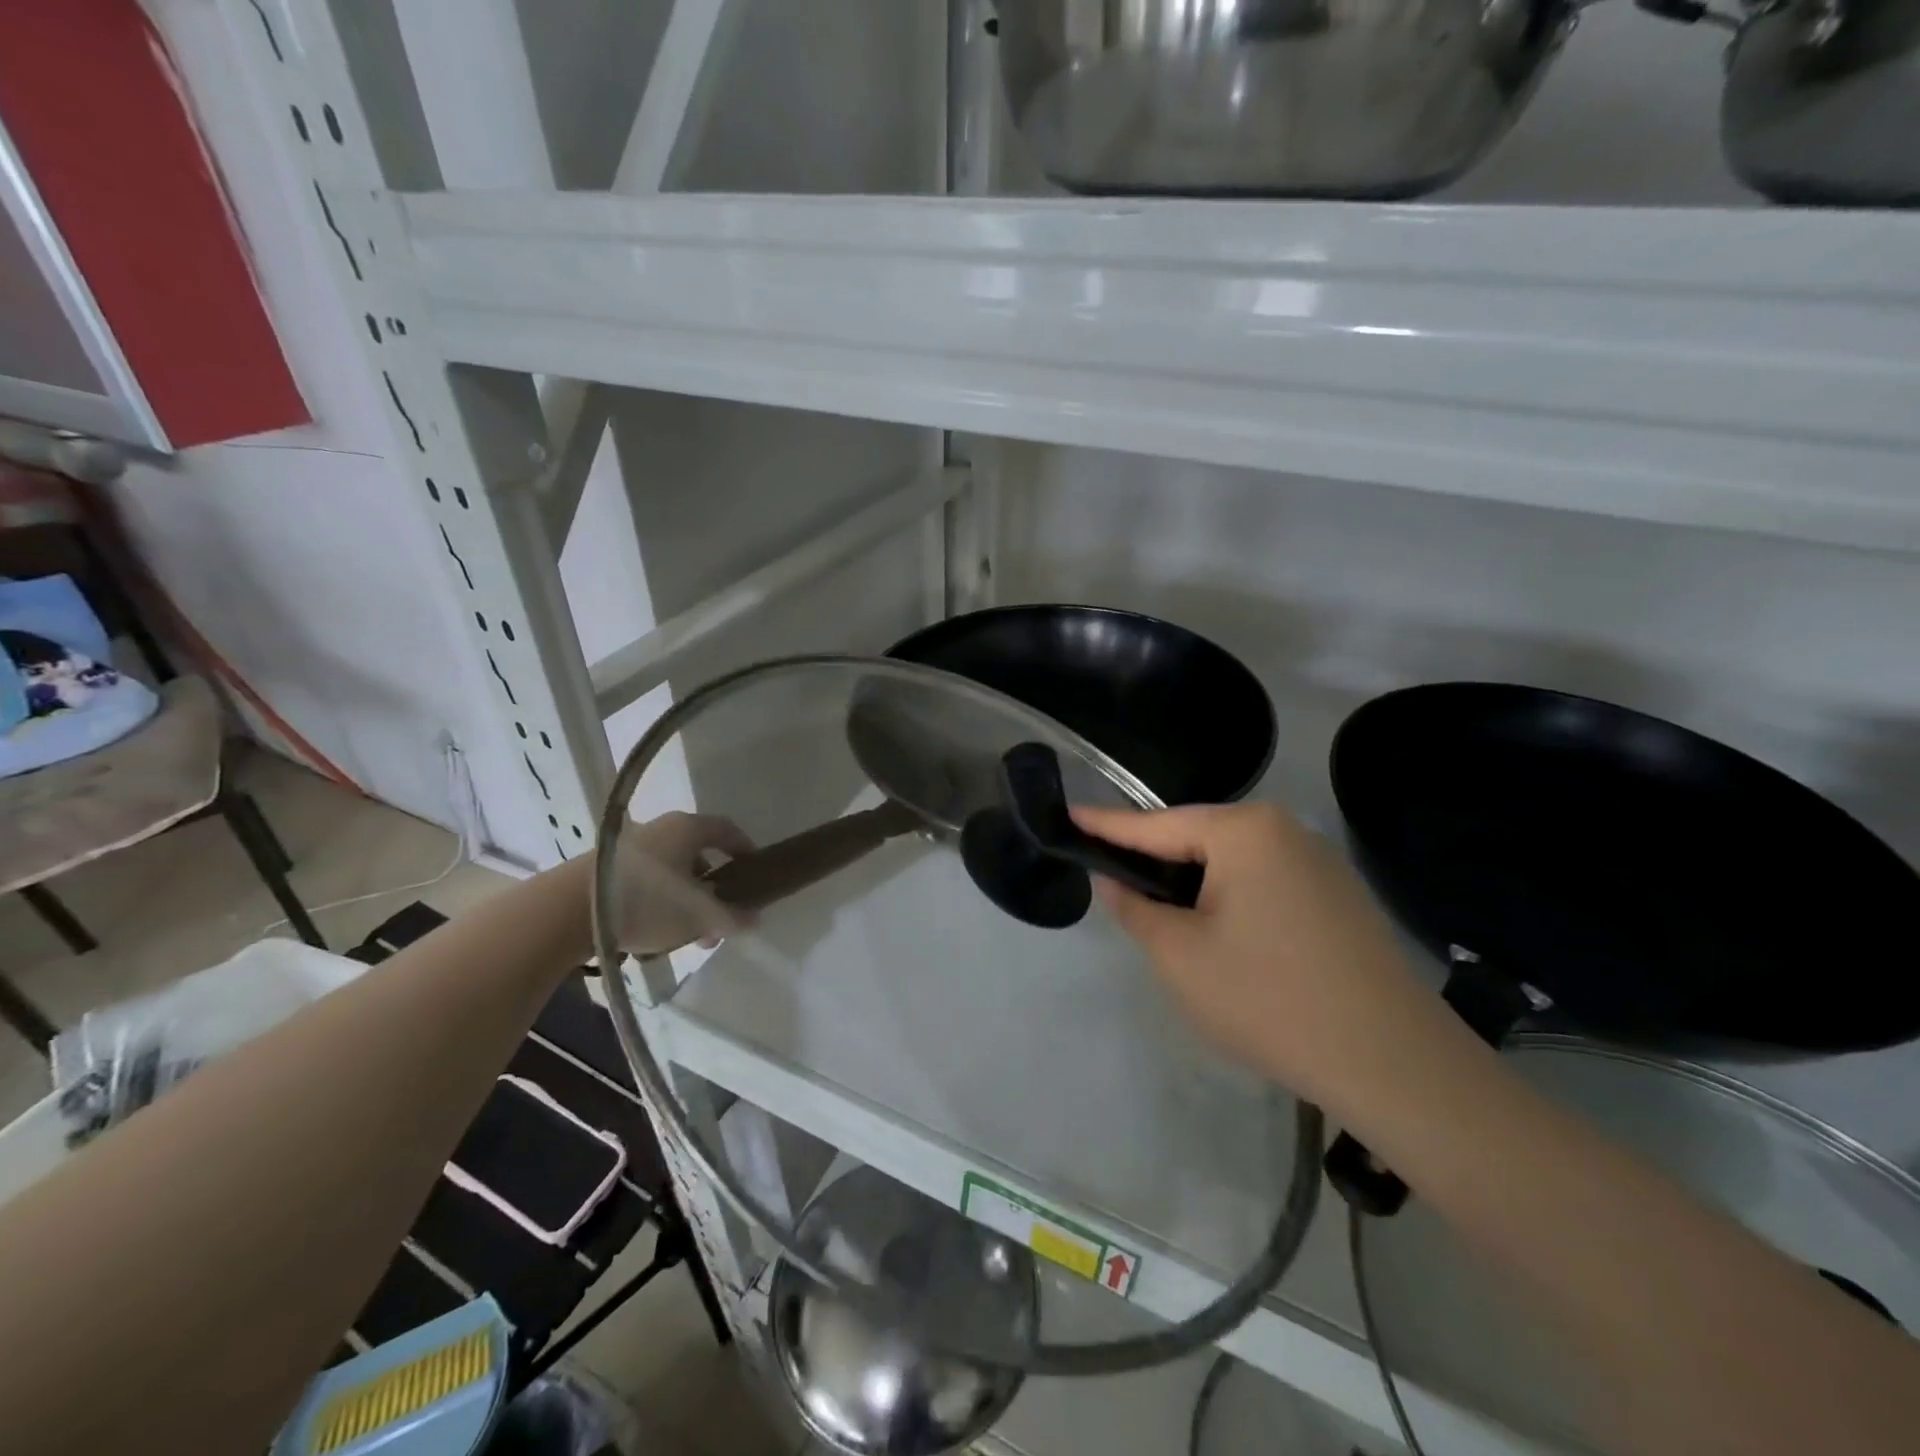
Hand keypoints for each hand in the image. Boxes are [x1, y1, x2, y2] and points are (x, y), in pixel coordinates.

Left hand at [605, 811, 755, 954]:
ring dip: (687, 901)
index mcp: (687, 828)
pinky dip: (661, 902)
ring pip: (673, 872)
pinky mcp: (607, 868)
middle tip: (720, 919)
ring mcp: (631, 847)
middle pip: (699, 855)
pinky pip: (648, 882)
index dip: (745, 850)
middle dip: (714, 889)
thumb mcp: (697, 916)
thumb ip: (731, 918)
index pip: (727, 830)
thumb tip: (754, 920)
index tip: (755, 873)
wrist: (565, 912)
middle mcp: (661, 829)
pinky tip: (657, 933)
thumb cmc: (646, 904)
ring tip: (689, 936)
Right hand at [1072, 802, 1455, 1120]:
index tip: (1067, 816)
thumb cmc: (1270, 1000)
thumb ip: (1136, 909)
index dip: (1106, 826)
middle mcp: (1286, 831)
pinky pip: (1265, 884)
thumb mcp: (1180, 957)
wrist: (1395, 1065)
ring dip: (1194, 887)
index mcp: (1245, 831)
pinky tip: (1222, 937)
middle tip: (1111, 884)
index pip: (1156, 825)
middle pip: (1198, 839)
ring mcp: (1320, 863)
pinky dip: (1231, 901)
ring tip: (1161, 916)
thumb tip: (1115, 880)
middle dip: (1154, 863)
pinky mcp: (1340, 897)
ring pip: (1232, 864)